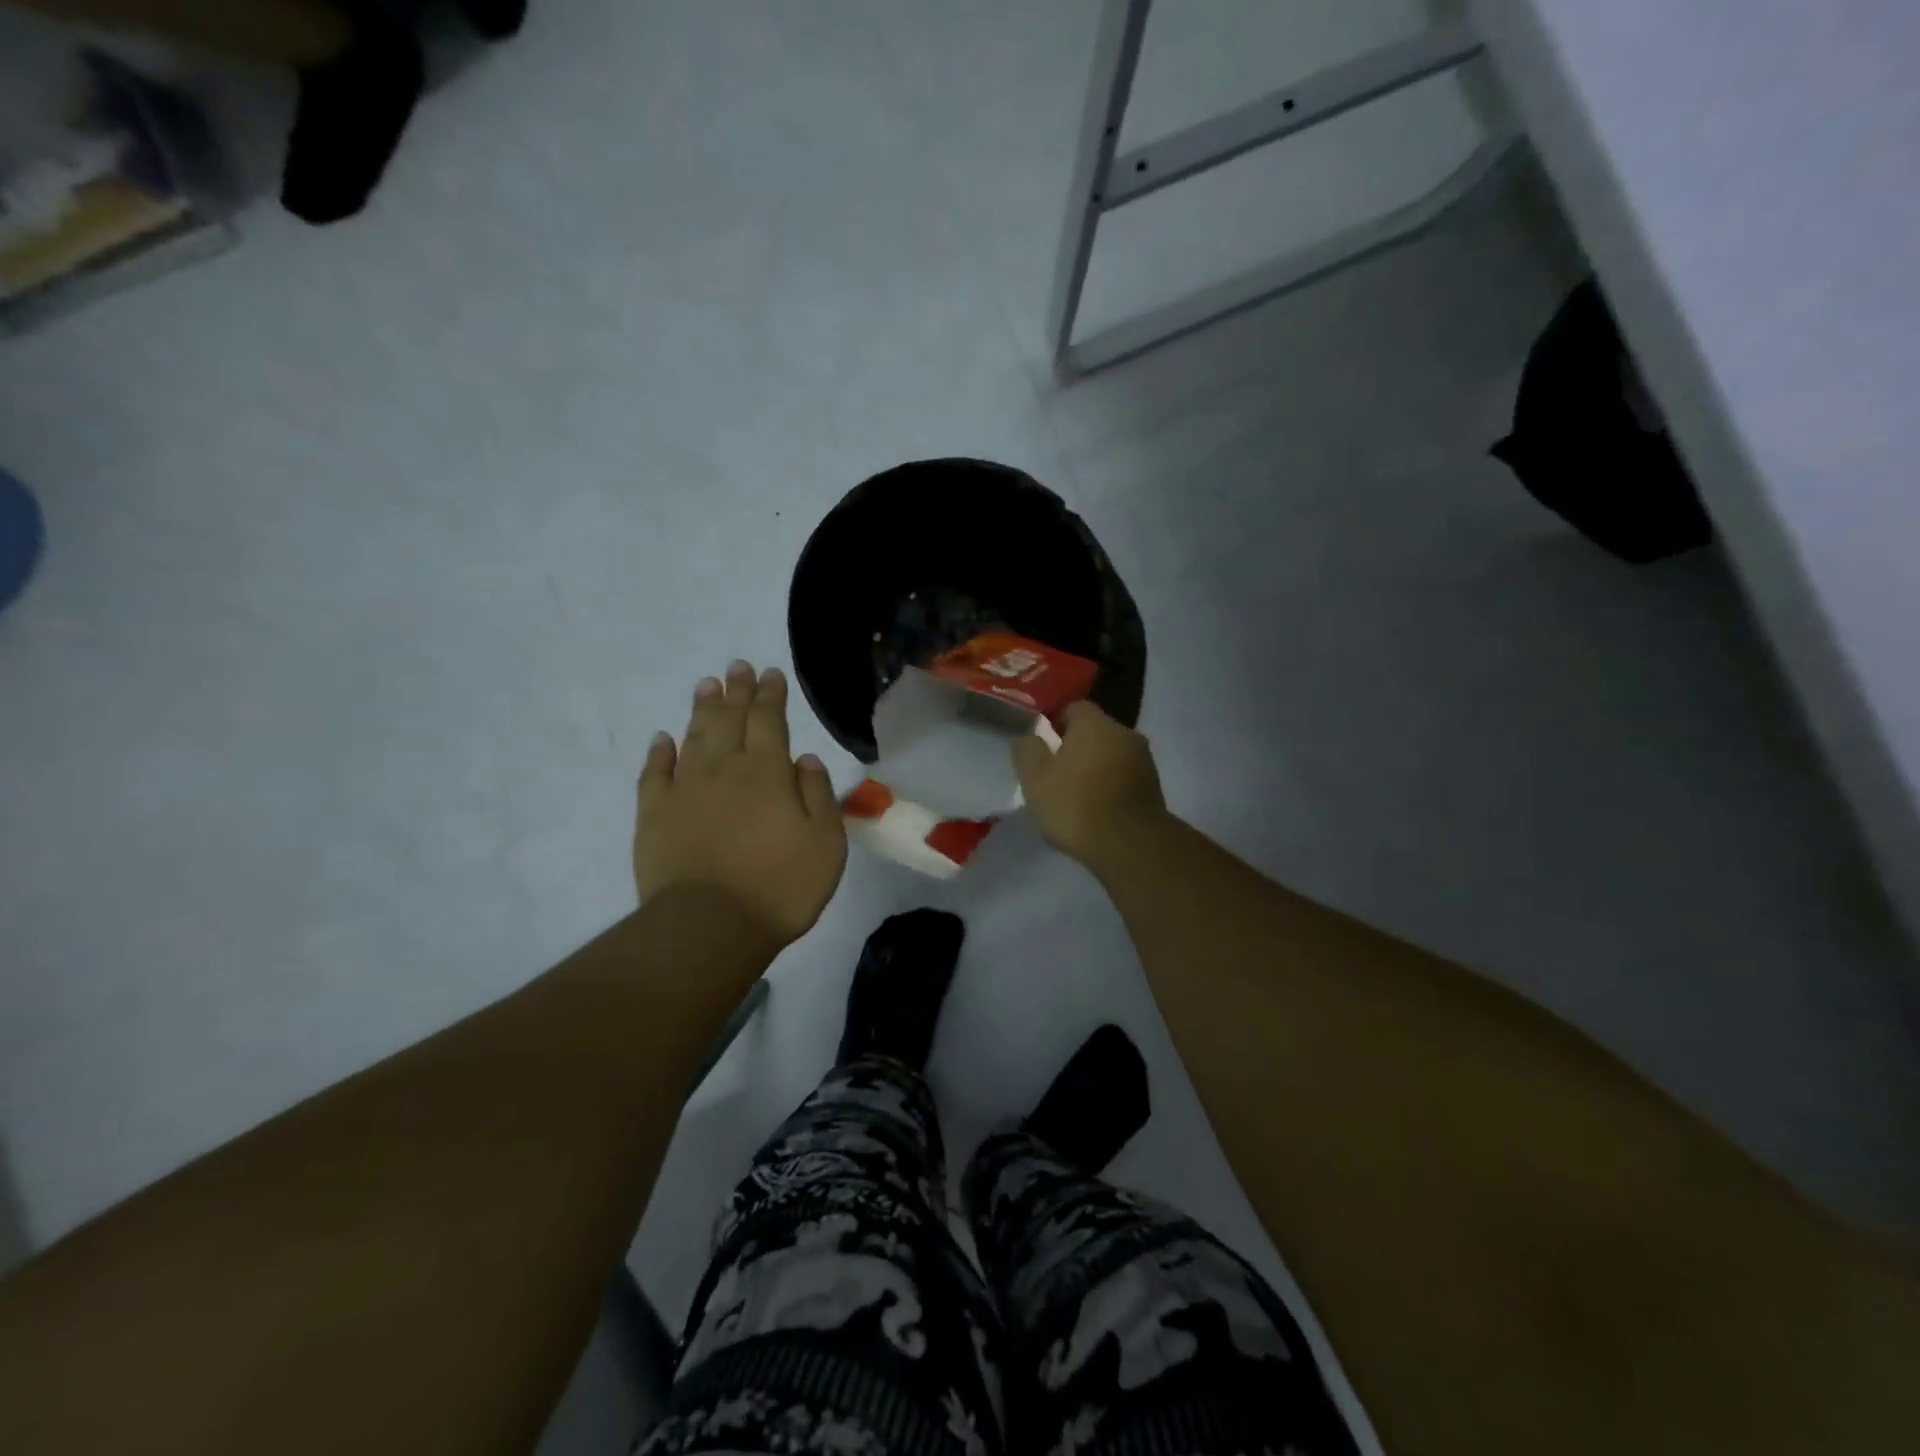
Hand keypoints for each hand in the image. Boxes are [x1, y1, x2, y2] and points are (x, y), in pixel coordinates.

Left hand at [635, 661, 846, 946]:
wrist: (710, 926)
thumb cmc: (780, 886)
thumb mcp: (825, 842)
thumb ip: (817, 794)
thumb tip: (803, 758)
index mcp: (768, 772)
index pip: (769, 720)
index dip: (770, 694)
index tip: (770, 673)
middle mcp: (725, 769)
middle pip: (730, 719)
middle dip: (736, 690)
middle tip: (737, 666)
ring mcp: (685, 790)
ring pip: (694, 737)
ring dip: (702, 709)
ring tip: (707, 684)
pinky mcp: (654, 815)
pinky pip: (655, 773)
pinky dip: (660, 752)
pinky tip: (663, 738)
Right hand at [1012, 701, 1168, 867]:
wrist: (1130, 844)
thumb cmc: (1076, 804)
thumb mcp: (1035, 779)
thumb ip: (1027, 750)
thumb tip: (1028, 736)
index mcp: (1094, 723)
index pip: (1073, 707)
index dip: (1056, 722)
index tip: (1044, 745)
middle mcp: (1124, 732)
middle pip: (1095, 731)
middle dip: (1077, 746)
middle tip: (1057, 772)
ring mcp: (1143, 759)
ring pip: (1112, 754)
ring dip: (1096, 767)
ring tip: (1078, 794)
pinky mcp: (1154, 786)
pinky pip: (1125, 776)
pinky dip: (1111, 785)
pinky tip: (1098, 808)